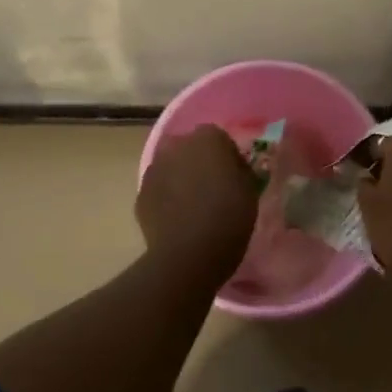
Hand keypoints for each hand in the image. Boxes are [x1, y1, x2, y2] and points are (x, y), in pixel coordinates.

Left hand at [136, 125, 259, 278]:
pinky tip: (177, 219)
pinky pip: (158, 190)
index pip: (219, 138)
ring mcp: (154, 168)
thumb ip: (240, 171)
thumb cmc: (228, 217)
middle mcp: (177, 145)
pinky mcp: (141, 193)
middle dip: (199, 162)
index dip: (227, 157)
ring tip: (193, 206)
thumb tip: (233, 168)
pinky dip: (166, 198)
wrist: (188, 253)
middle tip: (212, 188)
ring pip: (170, 167)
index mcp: (207, 138)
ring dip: (179, 178)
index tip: (233, 176)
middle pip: (189, 148)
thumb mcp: (250, 190)